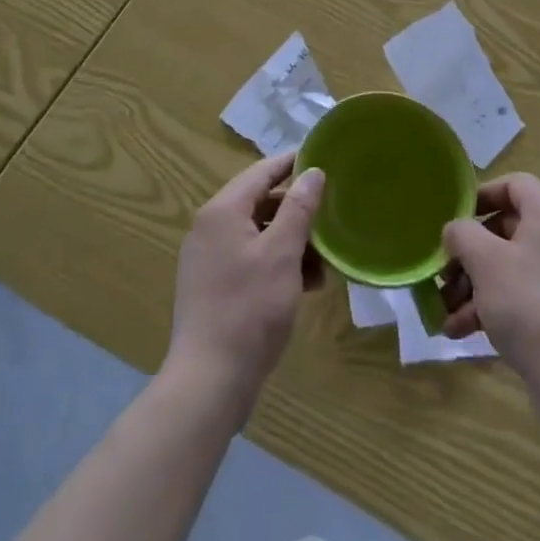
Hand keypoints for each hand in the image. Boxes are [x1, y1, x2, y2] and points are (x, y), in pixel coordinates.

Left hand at [166, 152, 324, 411]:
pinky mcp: (213, 288)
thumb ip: (299, 208)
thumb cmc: (249, 309)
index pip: (262, 171)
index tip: (323, 157)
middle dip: (297, 212)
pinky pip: (251, 260)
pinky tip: (306, 285)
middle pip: (260, 203)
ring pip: (259, 235)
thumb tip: (313, 172)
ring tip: (324, 262)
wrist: (209, 383)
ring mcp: (209, 259)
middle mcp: (210, 227)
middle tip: (331, 217)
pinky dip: (278, 264)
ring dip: (292, 242)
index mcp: (222, 211)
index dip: (293, 163)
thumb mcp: (282, 253)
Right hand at [441, 174, 539, 388]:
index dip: (481, 195)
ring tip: (444, 309)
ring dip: (472, 283)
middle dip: (467, 252)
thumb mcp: (485, 260)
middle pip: (504, 229)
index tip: (454, 218)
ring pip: (506, 266)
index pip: (513, 184)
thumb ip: (462, 234)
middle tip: (442, 271)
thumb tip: (455, 231)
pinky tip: (459, 329)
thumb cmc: (528, 303)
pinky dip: (489, 306)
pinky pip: (517, 295)